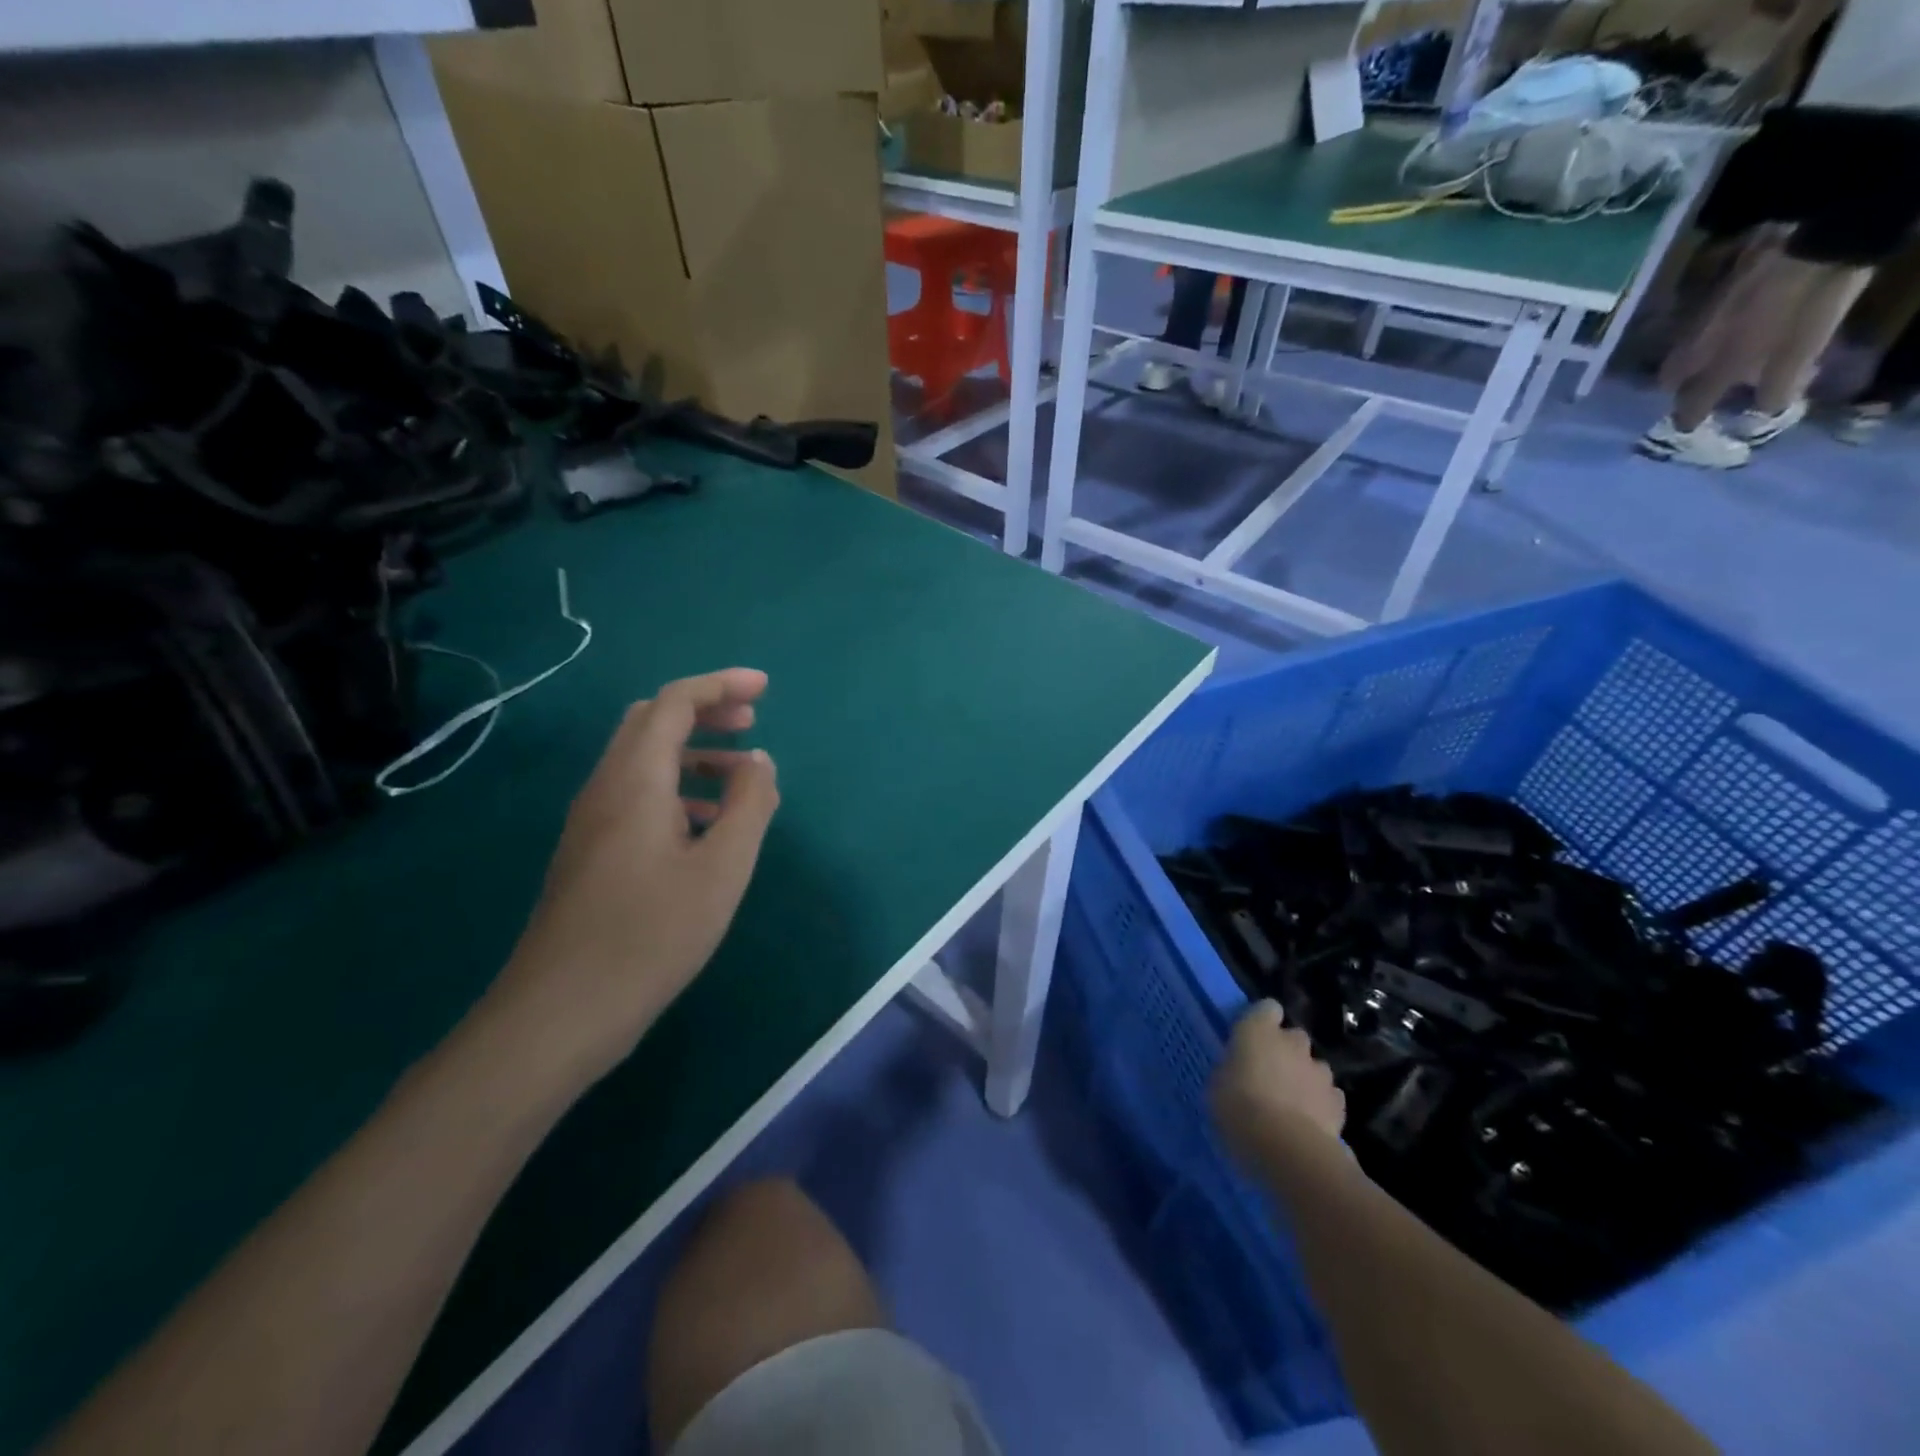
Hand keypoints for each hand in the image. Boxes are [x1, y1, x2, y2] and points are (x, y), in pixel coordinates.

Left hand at [480, 669, 780, 1087]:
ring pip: (643, 761)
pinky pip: (637, 796)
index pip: (673, 702)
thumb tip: (760, 762)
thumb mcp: (722, 868)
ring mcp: (591, 823)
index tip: (764, 688)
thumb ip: (749, 805)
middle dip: (704, 712)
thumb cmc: (650, 935)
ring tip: (743, 780)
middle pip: (651, 722)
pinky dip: (679, 790)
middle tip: (752, 723)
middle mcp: (605, 788)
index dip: (720, 685)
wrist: (560, 1013)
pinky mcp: (591, 854)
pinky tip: (707, 829)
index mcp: (635, 780)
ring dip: (694, 754)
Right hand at [1210, 1001, 1345, 1163]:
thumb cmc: (1240, 1109)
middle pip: (1293, 1037)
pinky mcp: (1339, 1102)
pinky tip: (1309, 1122)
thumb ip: (1232, 1070)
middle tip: (1270, 1074)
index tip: (1252, 1039)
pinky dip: (1320, 1103)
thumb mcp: (1218, 1086)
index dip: (1262, 1021)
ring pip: (1313, 1066)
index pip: (1266, 1008)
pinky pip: (1328, 1095)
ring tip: (1292, 1103)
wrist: (1289, 1149)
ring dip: (1304, 1077)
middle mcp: (1292, 1042)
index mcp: (1258, 1030)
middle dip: (1286, 1051)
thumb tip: (1238, 1072)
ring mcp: (1319, 1071)